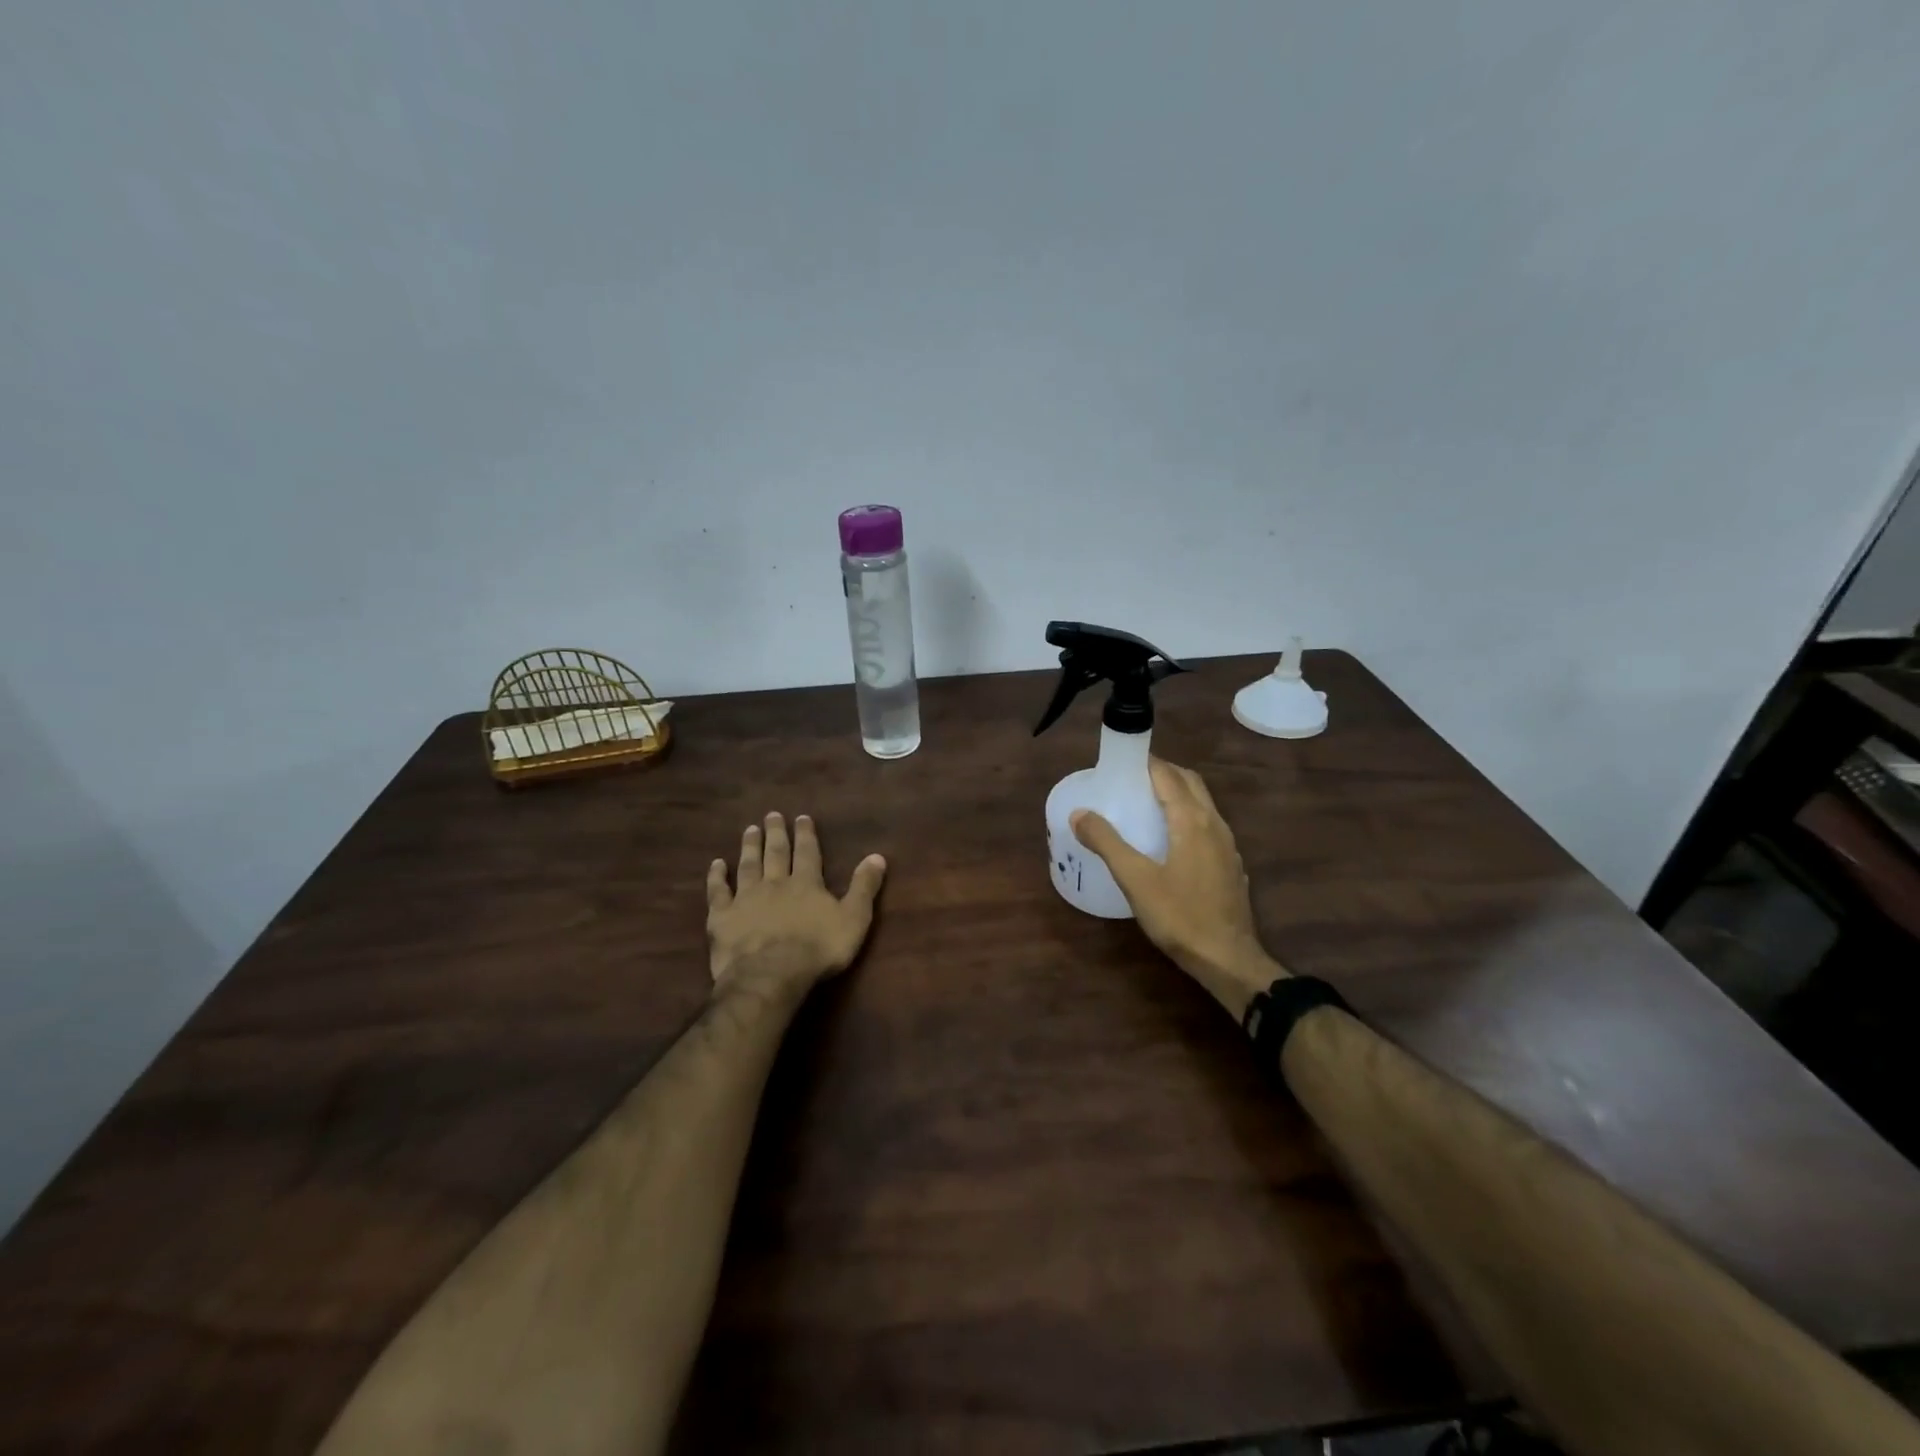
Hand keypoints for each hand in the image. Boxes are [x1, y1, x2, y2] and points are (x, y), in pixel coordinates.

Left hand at [706, 812, 887, 995]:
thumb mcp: (853, 919)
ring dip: (749, 847)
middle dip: (775, 833)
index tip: (801, 817)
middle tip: (771, 815)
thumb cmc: (817, 950)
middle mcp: (775, 883)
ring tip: (749, 830)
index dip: (805, 835)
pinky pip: (718, 892)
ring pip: (748, 866)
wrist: (770, 974)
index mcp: (806, 884)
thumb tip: (877, 856)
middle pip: (775, 853)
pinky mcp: (722, 917)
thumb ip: (864, 888)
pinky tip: (716, 864)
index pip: (807, 852)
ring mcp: (746, 898)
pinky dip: (717, 877)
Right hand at [1071, 758, 1282, 1017]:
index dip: (1145, 763)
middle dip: (1163, 773)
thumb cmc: (1179, 916)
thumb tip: (1080, 813)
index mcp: (1192, 820)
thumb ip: (1106, 842)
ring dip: (1177, 794)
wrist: (1228, 959)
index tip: (1119, 762)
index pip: (1168, 775)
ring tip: (1146, 805)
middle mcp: (1215, 824)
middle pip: (1190, 783)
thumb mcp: (1135, 879)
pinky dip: (1188, 817)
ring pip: (1203, 804)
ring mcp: (1228, 846)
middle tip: (1131, 779)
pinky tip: (1170, 841)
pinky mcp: (1231, 865)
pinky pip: (1208, 826)